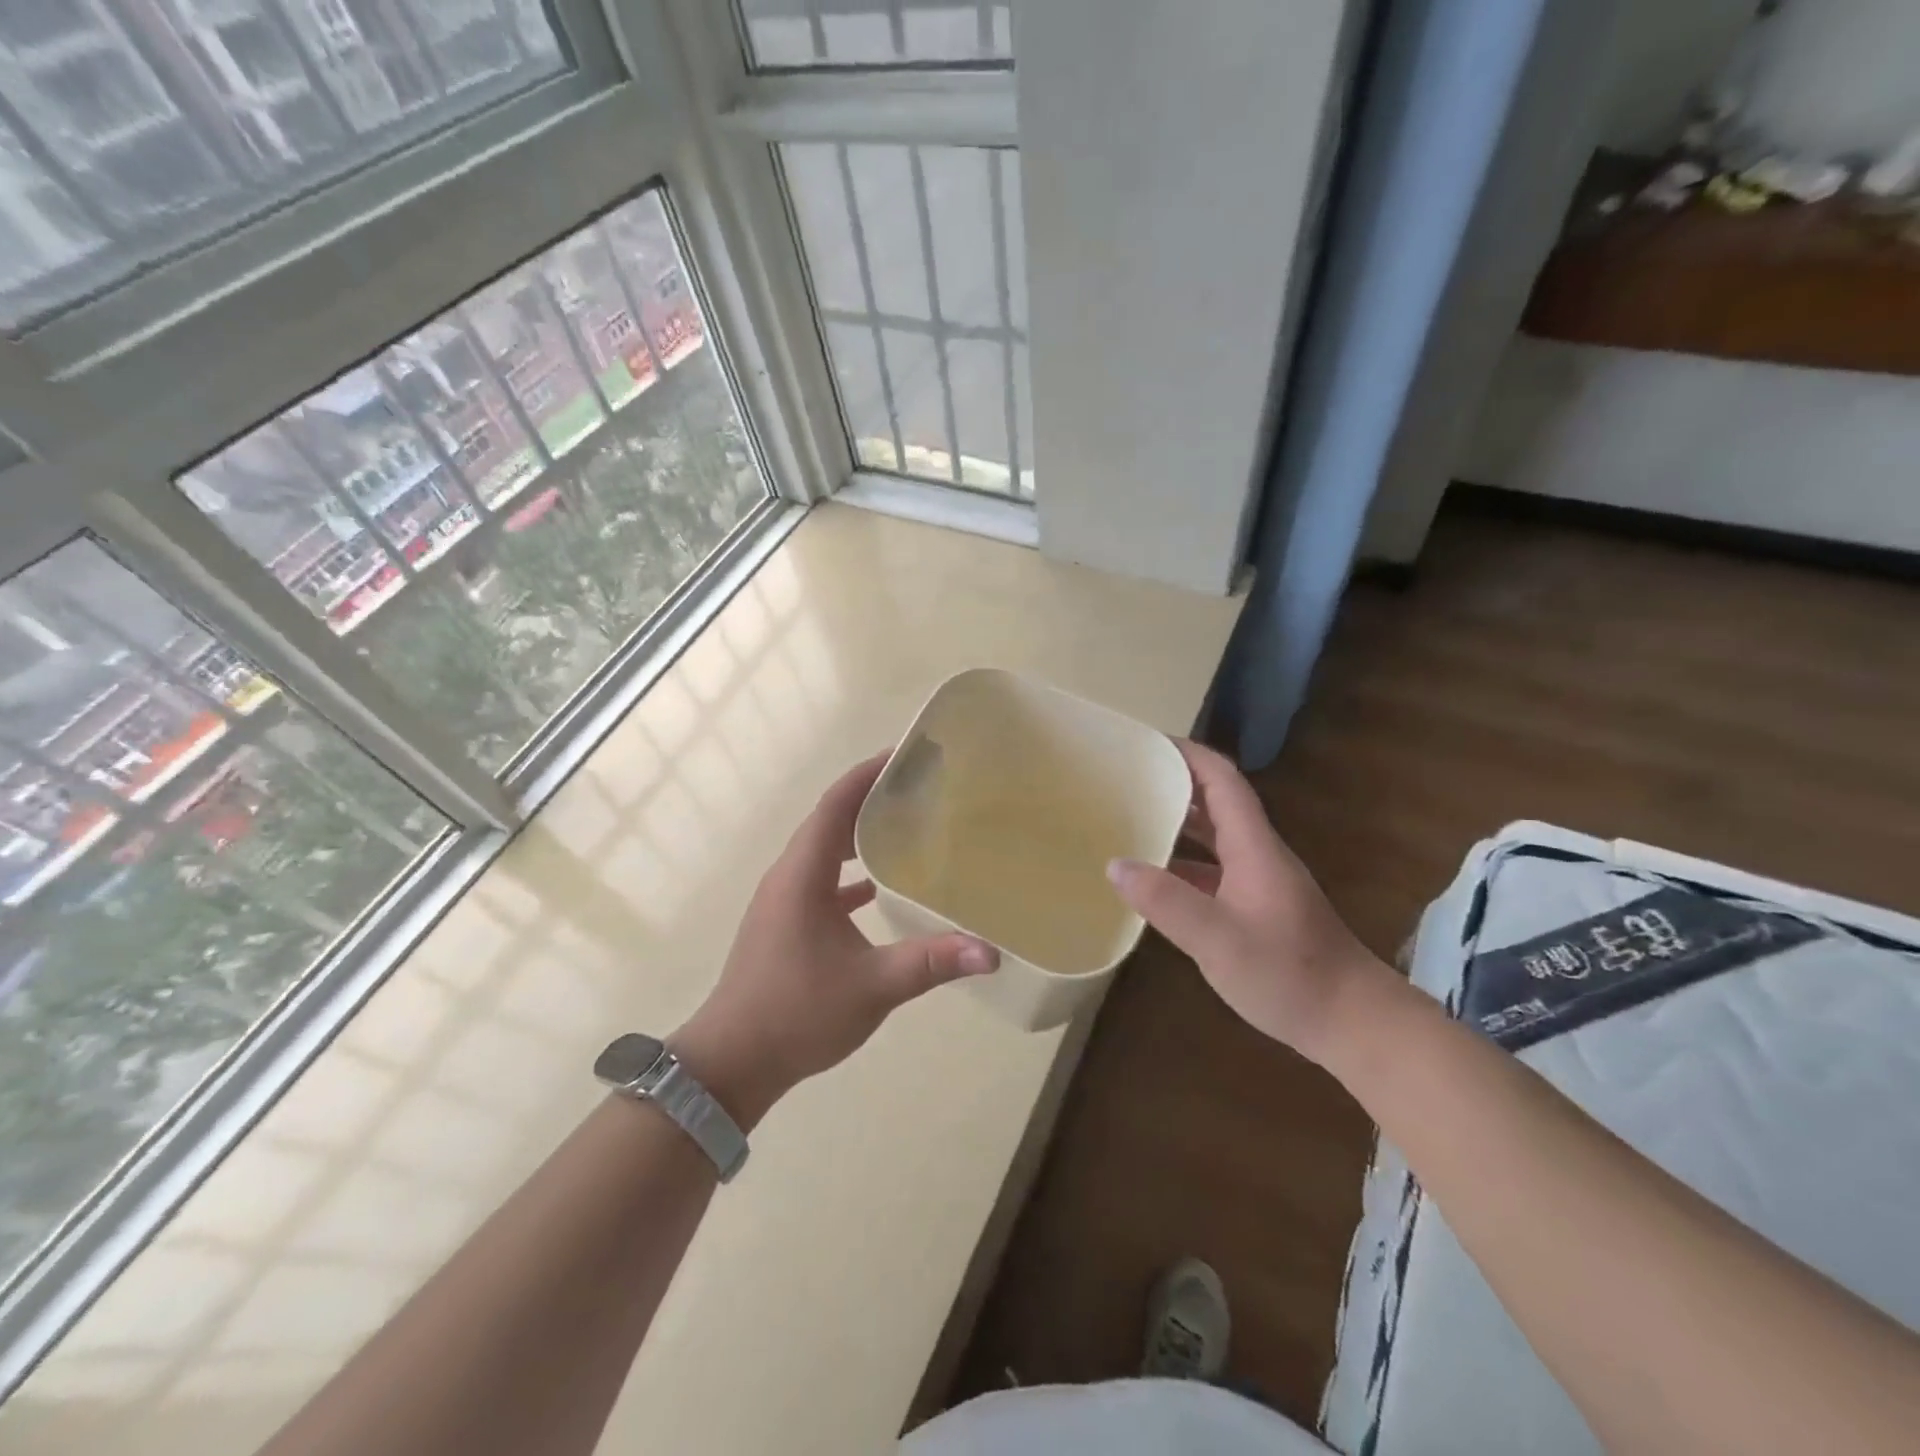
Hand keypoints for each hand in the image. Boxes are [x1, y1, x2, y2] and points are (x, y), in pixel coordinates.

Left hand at [670, 753, 997, 1127]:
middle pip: (830, 820)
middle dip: (870, 797)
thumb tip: (990, 952)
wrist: (732, 1061)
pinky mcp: (785, 922)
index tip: (904, 754)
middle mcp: (788, 876)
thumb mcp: (872, 987)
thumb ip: (931, 963)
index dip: (867, 774)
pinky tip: (878, 886)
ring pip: (824, 850)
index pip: (835, 805)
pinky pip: (821, 880)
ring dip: (858, 833)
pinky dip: (849, 872)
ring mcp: (782, 900)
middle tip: (918, 786)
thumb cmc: (796, 1013)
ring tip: (905, 825)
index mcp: (802, 874)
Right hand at [1106, 739, 1393, 1066]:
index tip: (1147, 742)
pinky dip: (1183, 863)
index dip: (1188, 755)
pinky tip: (1154, 880)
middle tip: (1125, 780)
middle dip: (1173, 784)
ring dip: (1177, 823)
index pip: (1222, 781)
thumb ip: (1166, 902)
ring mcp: (1259, 882)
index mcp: (1253, 847)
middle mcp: (1257, 854)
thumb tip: (1116, 865)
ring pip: (1213, 837)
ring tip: (1129, 820)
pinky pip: (1213, 870)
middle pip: (1215, 802)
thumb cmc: (1290, 973)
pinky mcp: (1257, 908)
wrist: (1353, 1022)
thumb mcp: (1218, 940)